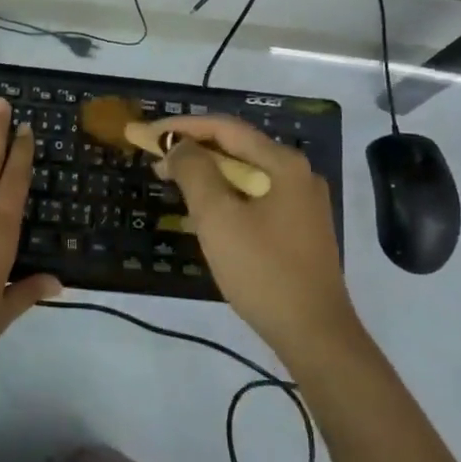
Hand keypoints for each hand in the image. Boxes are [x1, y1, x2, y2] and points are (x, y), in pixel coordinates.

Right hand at [153, 114, 362, 365]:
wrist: (314, 333)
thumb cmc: (263, 270)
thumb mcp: (218, 217)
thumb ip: (195, 172)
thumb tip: (179, 146)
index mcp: (283, 164)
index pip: (225, 128)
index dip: (182, 128)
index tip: (146, 135)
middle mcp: (298, 174)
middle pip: (237, 149)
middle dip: (193, 150)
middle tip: (154, 160)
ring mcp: (302, 203)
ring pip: (245, 175)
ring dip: (207, 174)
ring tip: (171, 181)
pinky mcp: (299, 229)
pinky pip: (255, 198)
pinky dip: (225, 196)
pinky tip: (202, 211)